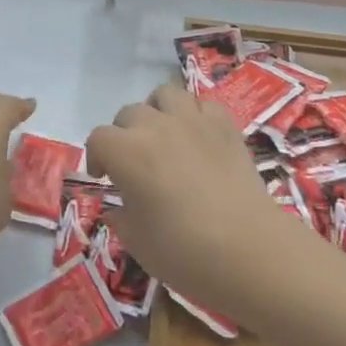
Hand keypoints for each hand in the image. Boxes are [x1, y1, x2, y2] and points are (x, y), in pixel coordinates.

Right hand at [85, 83, 296, 309]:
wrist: (248, 249)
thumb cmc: (184, 251)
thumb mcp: (137, 242)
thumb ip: (121, 218)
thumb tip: (118, 209)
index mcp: (127, 152)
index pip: (98, 139)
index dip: (96, 156)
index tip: (104, 177)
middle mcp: (156, 126)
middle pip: (129, 113)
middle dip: (125, 134)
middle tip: (134, 162)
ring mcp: (194, 121)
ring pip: (166, 94)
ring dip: (158, 111)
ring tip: (164, 136)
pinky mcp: (226, 126)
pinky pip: (204, 104)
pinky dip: (196, 115)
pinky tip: (198, 137)